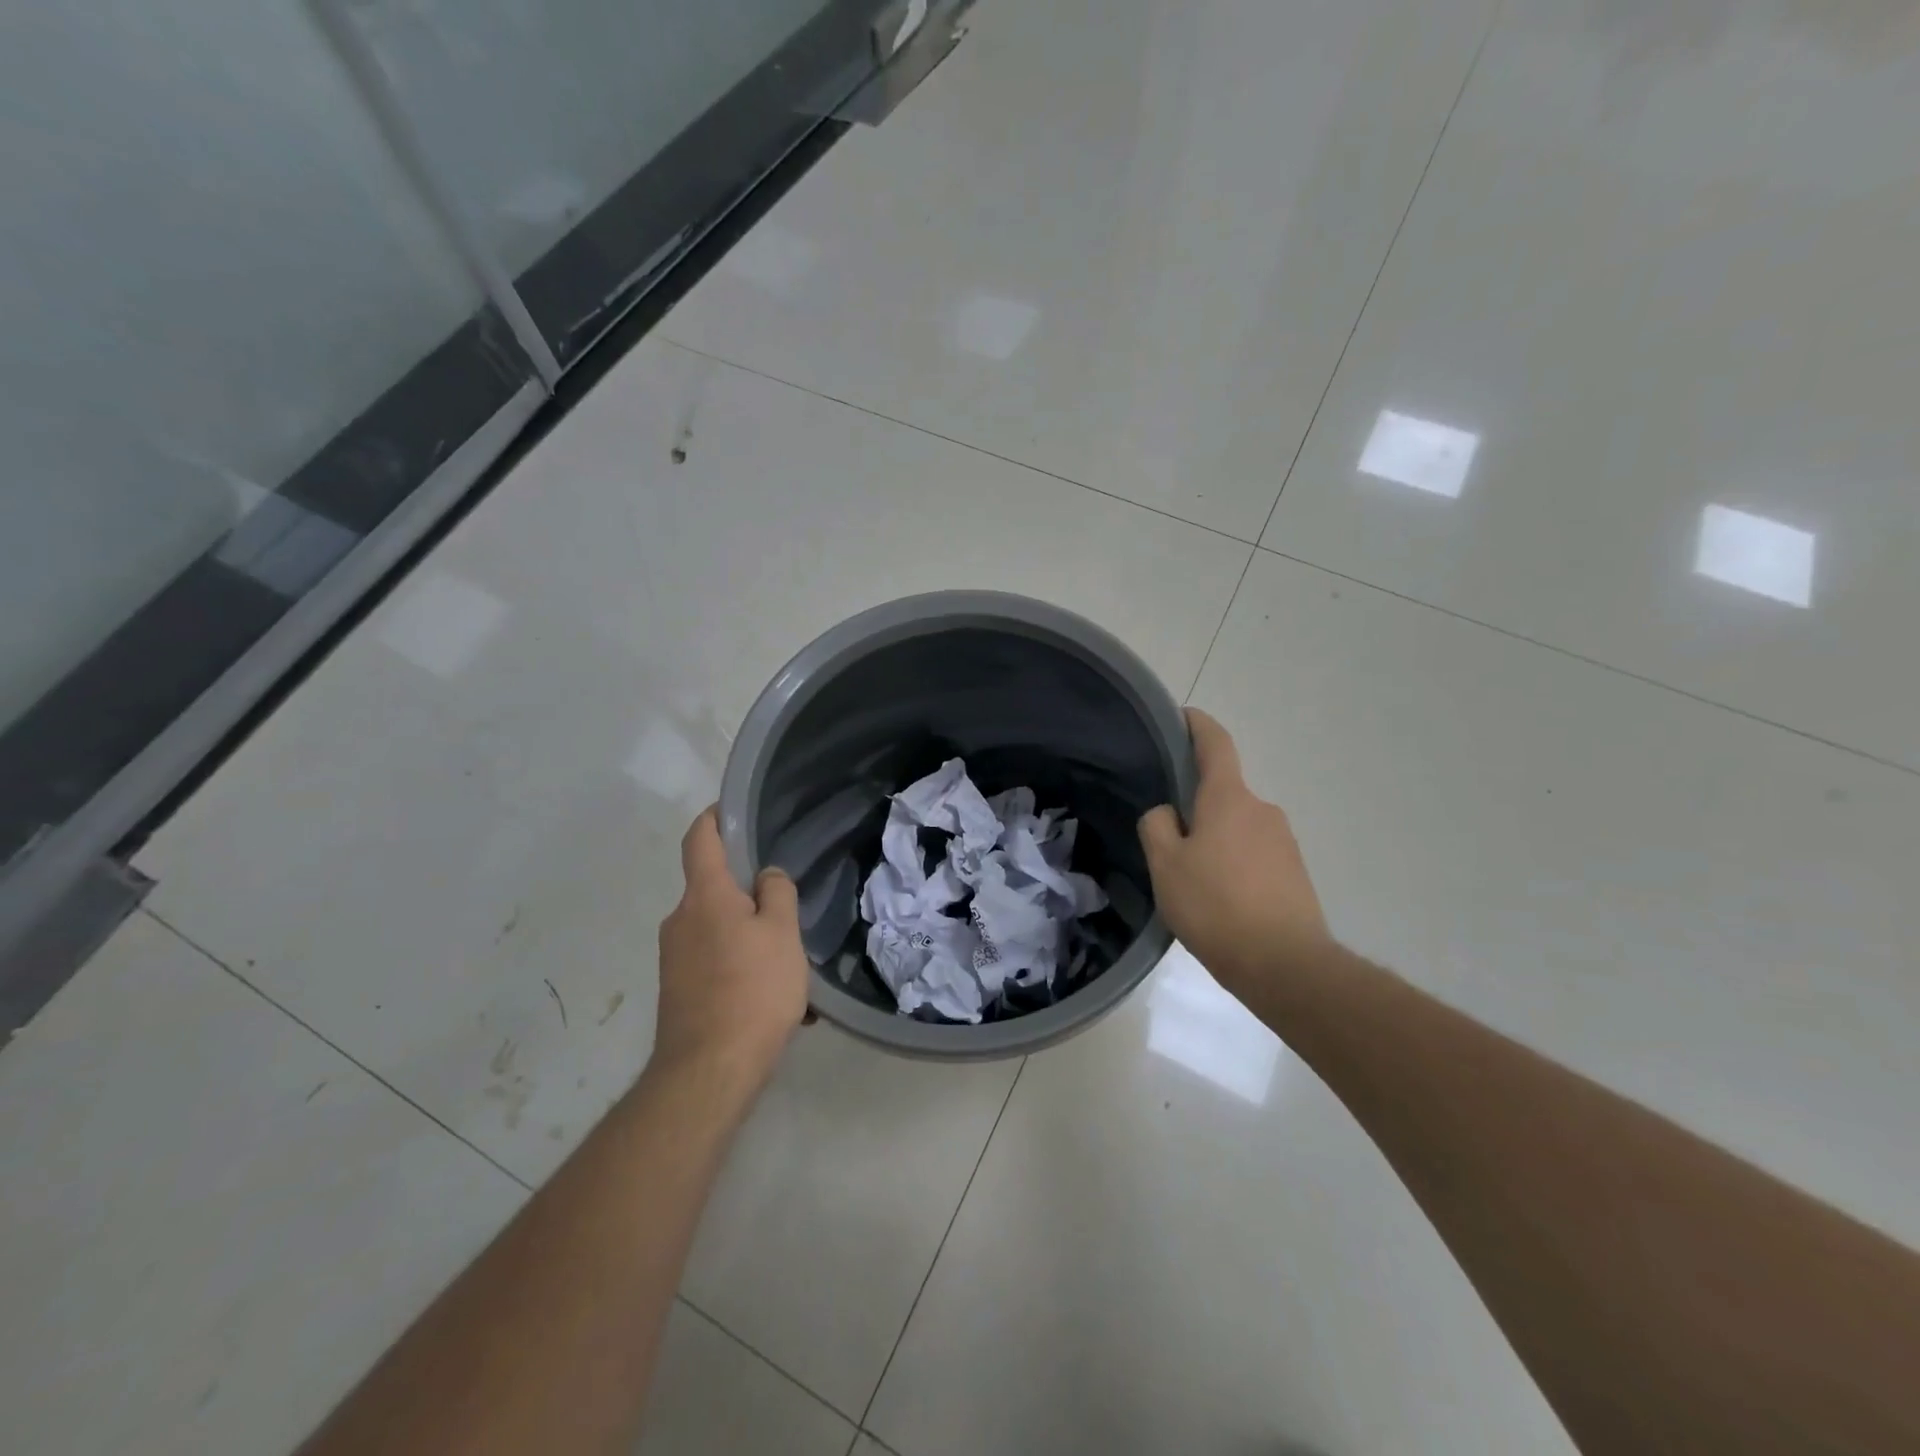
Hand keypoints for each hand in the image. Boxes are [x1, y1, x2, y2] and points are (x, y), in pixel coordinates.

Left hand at [652, 808, 809, 1095]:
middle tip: (786, 907)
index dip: (714, 818)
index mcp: (705, 896)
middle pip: (713, 888)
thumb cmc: (752, 990)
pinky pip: (714, 962)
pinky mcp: (678, 990)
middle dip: (747, 893)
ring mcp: (674, 957)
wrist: (708, 1071)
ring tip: (789, 966)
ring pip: (718, 930)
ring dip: (750, 938)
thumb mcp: (782, 934)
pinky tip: (773, 999)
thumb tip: (765, 876)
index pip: (699, 839)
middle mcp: (680, 920)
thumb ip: (776, 894)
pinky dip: (741, 968)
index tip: (733, 810)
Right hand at [1138, 709, 1329, 996]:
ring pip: (1237, 827)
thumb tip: (1167, 813)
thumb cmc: (1216, 906)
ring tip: (1192, 881)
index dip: (1197, 725)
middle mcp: (1262, 810)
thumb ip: (1157, 826)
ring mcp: (1284, 841)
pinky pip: (1254, 854)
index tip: (1183, 716)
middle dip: (1196, 807)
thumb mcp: (1165, 865)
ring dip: (1215, 840)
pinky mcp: (1295, 872)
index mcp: (1229, 799)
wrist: (1285, 965)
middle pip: (1222, 793)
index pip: (1216, 744)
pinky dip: (1234, 865)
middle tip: (1167, 840)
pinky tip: (1220, 900)